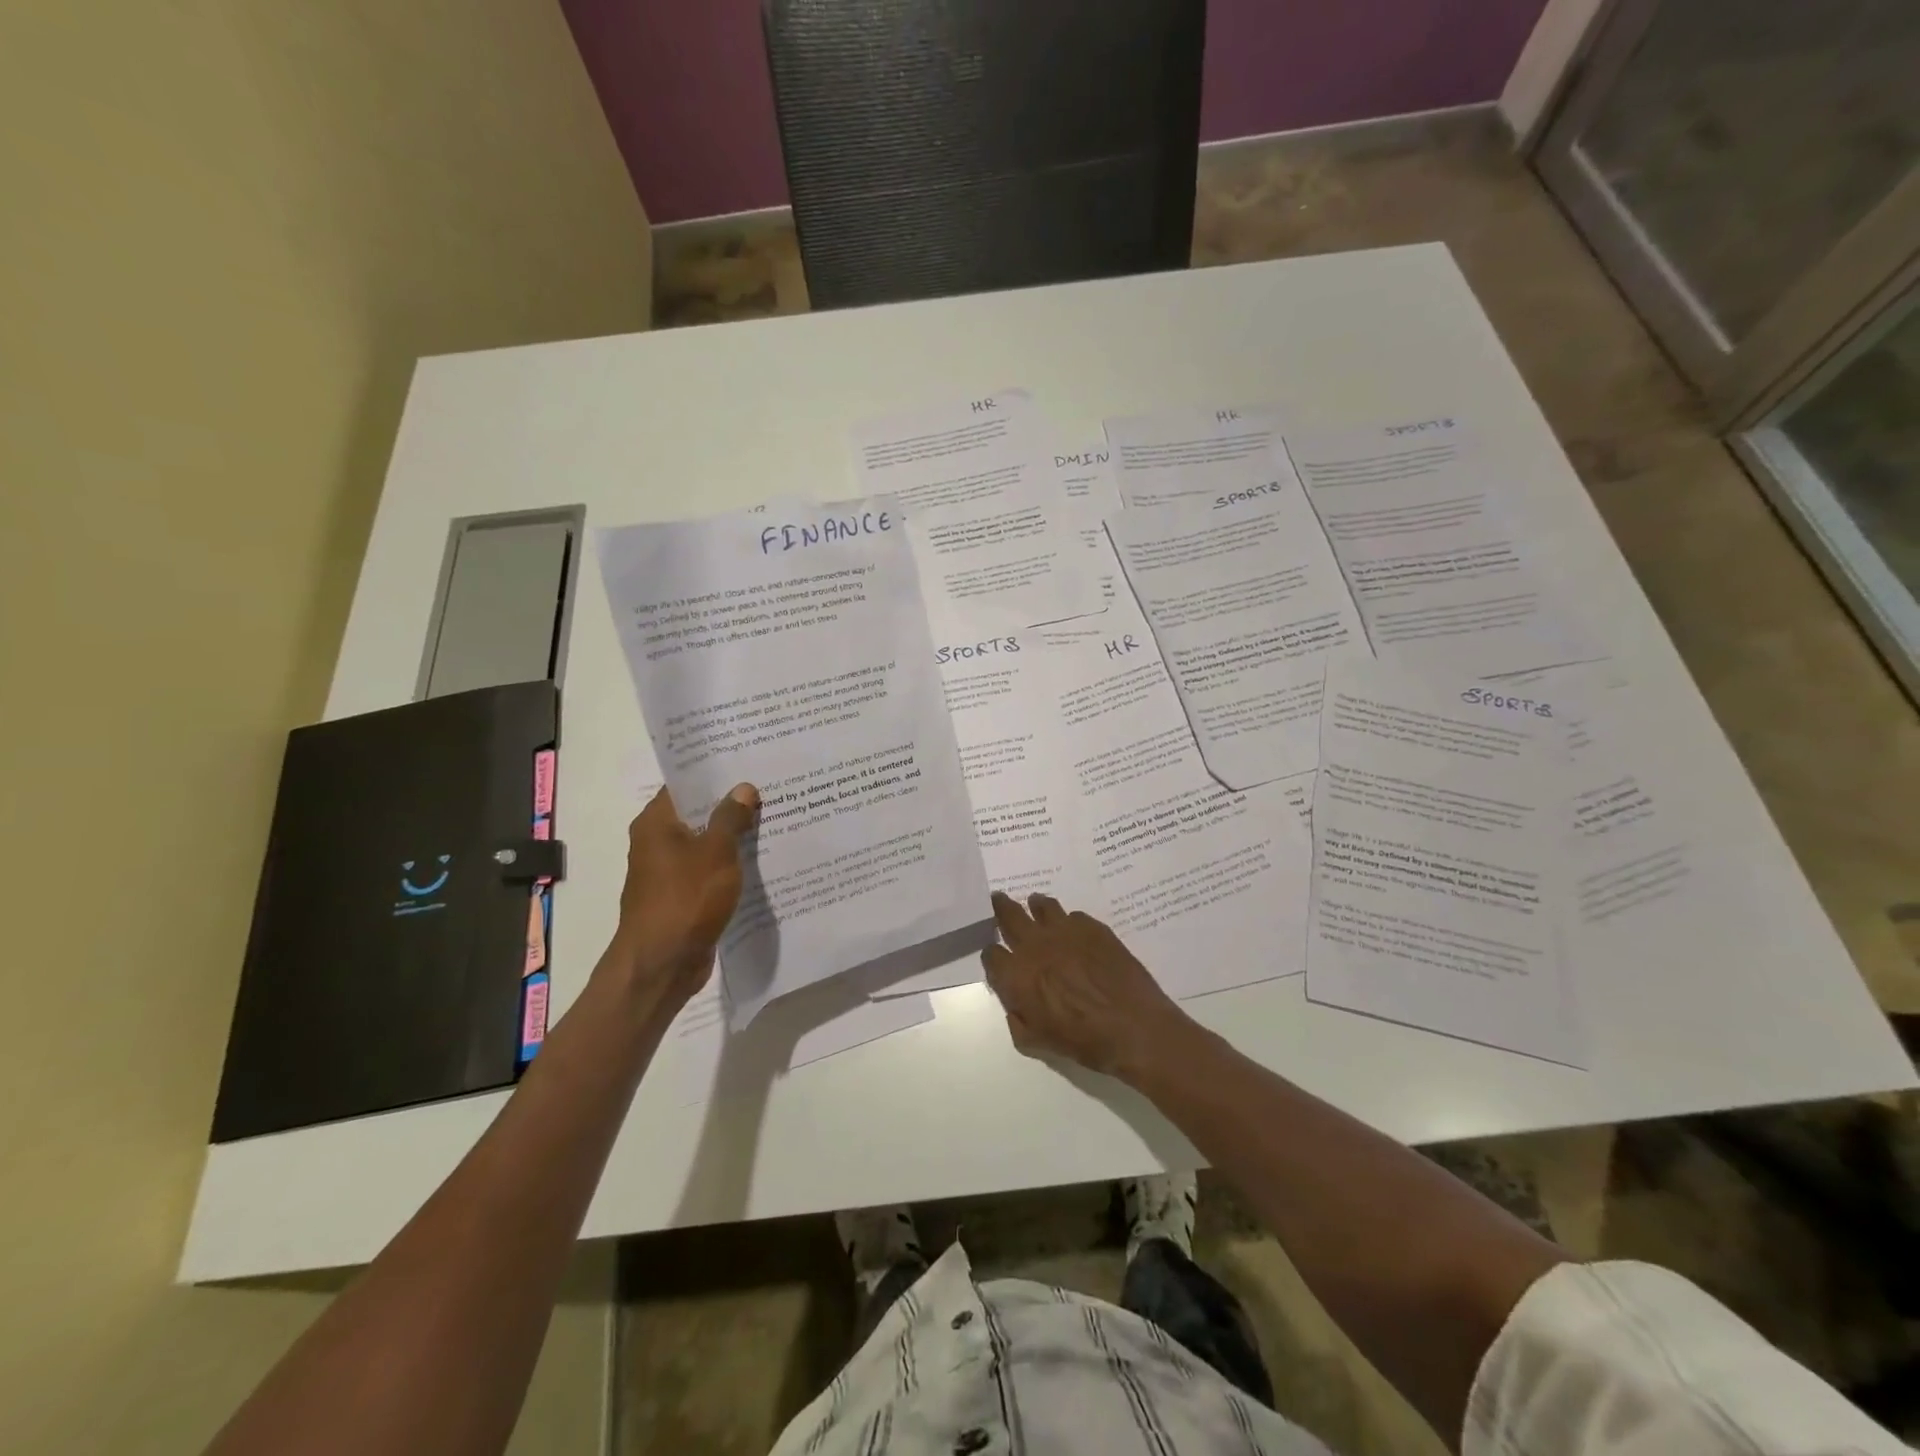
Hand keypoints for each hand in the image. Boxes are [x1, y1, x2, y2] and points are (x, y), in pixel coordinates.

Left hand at [607, 783, 758, 1004]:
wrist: (662, 964)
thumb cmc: (685, 899)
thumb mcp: (715, 852)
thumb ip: (730, 818)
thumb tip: (743, 788)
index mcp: (656, 824)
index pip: (684, 785)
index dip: (714, 774)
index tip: (746, 762)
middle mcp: (657, 843)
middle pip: (697, 814)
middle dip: (731, 804)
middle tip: (769, 788)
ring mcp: (669, 873)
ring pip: (706, 844)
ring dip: (734, 837)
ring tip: (773, 819)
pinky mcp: (683, 897)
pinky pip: (710, 872)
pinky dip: (731, 865)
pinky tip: (762, 861)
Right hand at [981, 891, 1188, 1079]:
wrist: (1134, 1027)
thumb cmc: (1083, 1041)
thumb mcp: (1037, 1043)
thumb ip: (1017, 1019)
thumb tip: (1015, 1002)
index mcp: (1017, 975)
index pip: (991, 953)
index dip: (992, 955)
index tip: (997, 958)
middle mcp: (1035, 945)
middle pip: (1009, 915)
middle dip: (1001, 907)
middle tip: (999, 900)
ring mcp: (1065, 931)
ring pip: (1042, 906)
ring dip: (1035, 906)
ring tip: (1036, 906)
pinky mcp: (1093, 927)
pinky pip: (1073, 915)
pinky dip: (1069, 921)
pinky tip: (1074, 931)